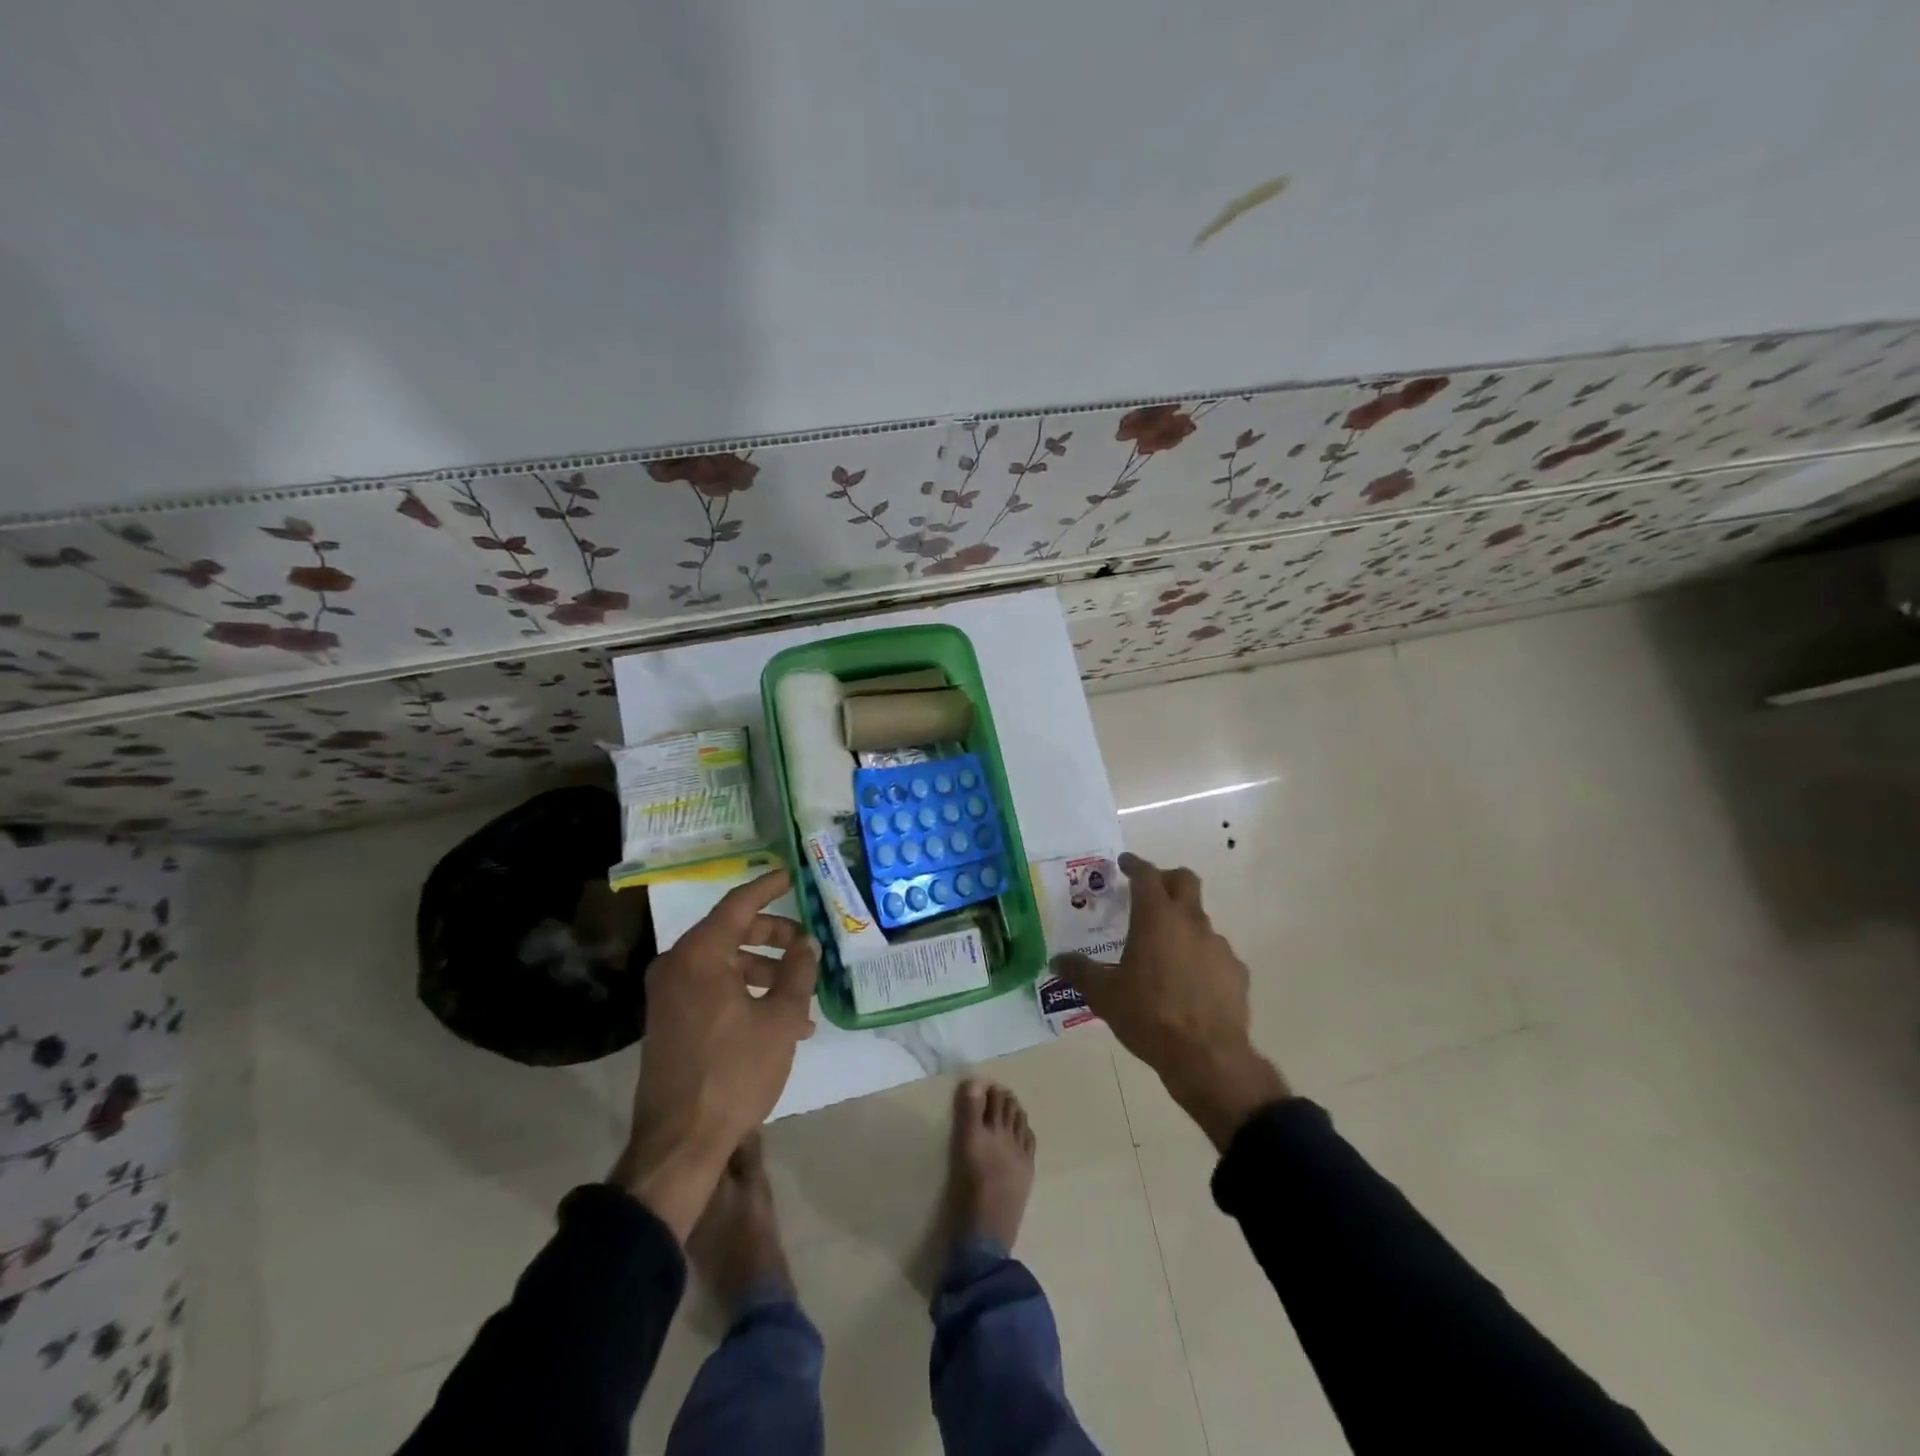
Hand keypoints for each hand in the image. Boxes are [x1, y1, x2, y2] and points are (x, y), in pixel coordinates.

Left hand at [611, 868, 817, 1239]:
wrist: (679, 1143)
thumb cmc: (734, 1072)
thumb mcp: (779, 1019)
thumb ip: (798, 972)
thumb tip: (807, 943)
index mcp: (700, 954)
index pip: (739, 904)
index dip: (768, 887)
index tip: (791, 874)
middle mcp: (677, 965)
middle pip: (731, 932)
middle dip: (774, 936)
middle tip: (806, 944)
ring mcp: (669, 994)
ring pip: (724, 963)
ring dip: (764, 971)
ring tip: (801, 995)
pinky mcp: (670, 1020)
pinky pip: (712, 988)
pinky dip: (744, 992)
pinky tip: (778, 1019)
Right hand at [1054, 853, 1288, 1149]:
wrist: (1207, 1057)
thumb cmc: (1149, 1015)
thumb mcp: (1104, 995)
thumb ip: (1079, 972)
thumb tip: (1057, 961)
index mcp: (1157, 917)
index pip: (1146, 875)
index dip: (1134, 865)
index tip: (1124, 863)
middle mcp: (1191, 922)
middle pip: (1185, 881)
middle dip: (1166, 879)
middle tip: (1149, 893)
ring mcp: (1219, 946)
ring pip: (1200, 919)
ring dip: (1182, 924)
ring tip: (1164, 951)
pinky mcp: (1236, 972)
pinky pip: (1215, 953)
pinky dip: (1201, 956)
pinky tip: (1189, 982)